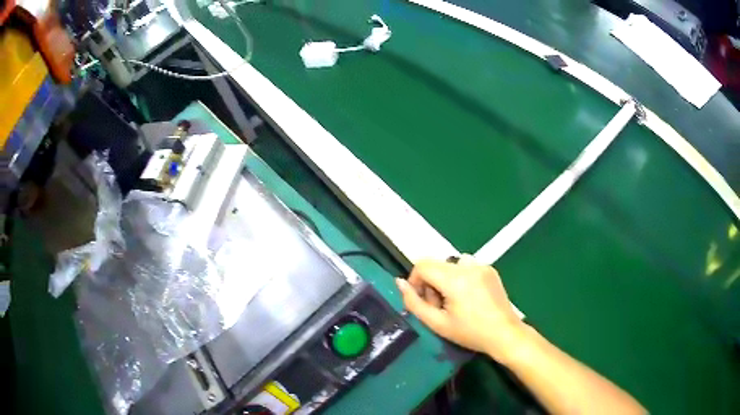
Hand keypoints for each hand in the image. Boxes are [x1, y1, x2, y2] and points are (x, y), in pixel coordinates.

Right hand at [396, 255, 525, 363]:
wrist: (504, 334)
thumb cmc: (470, 333)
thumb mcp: (437, 323)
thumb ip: (414, 303)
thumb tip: (399, 283)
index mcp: (455, 278)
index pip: (422, 265)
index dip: (415, 282)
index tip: (422, 301)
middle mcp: (468, 266)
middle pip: (436, 265)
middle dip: (431, 283)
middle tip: (439, 307)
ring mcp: (482, 266)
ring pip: (450, 265)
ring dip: (445, 280)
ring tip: (454, 302)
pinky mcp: (490, 269)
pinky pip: (466, 267)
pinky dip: (461, 278)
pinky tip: (469, 297)